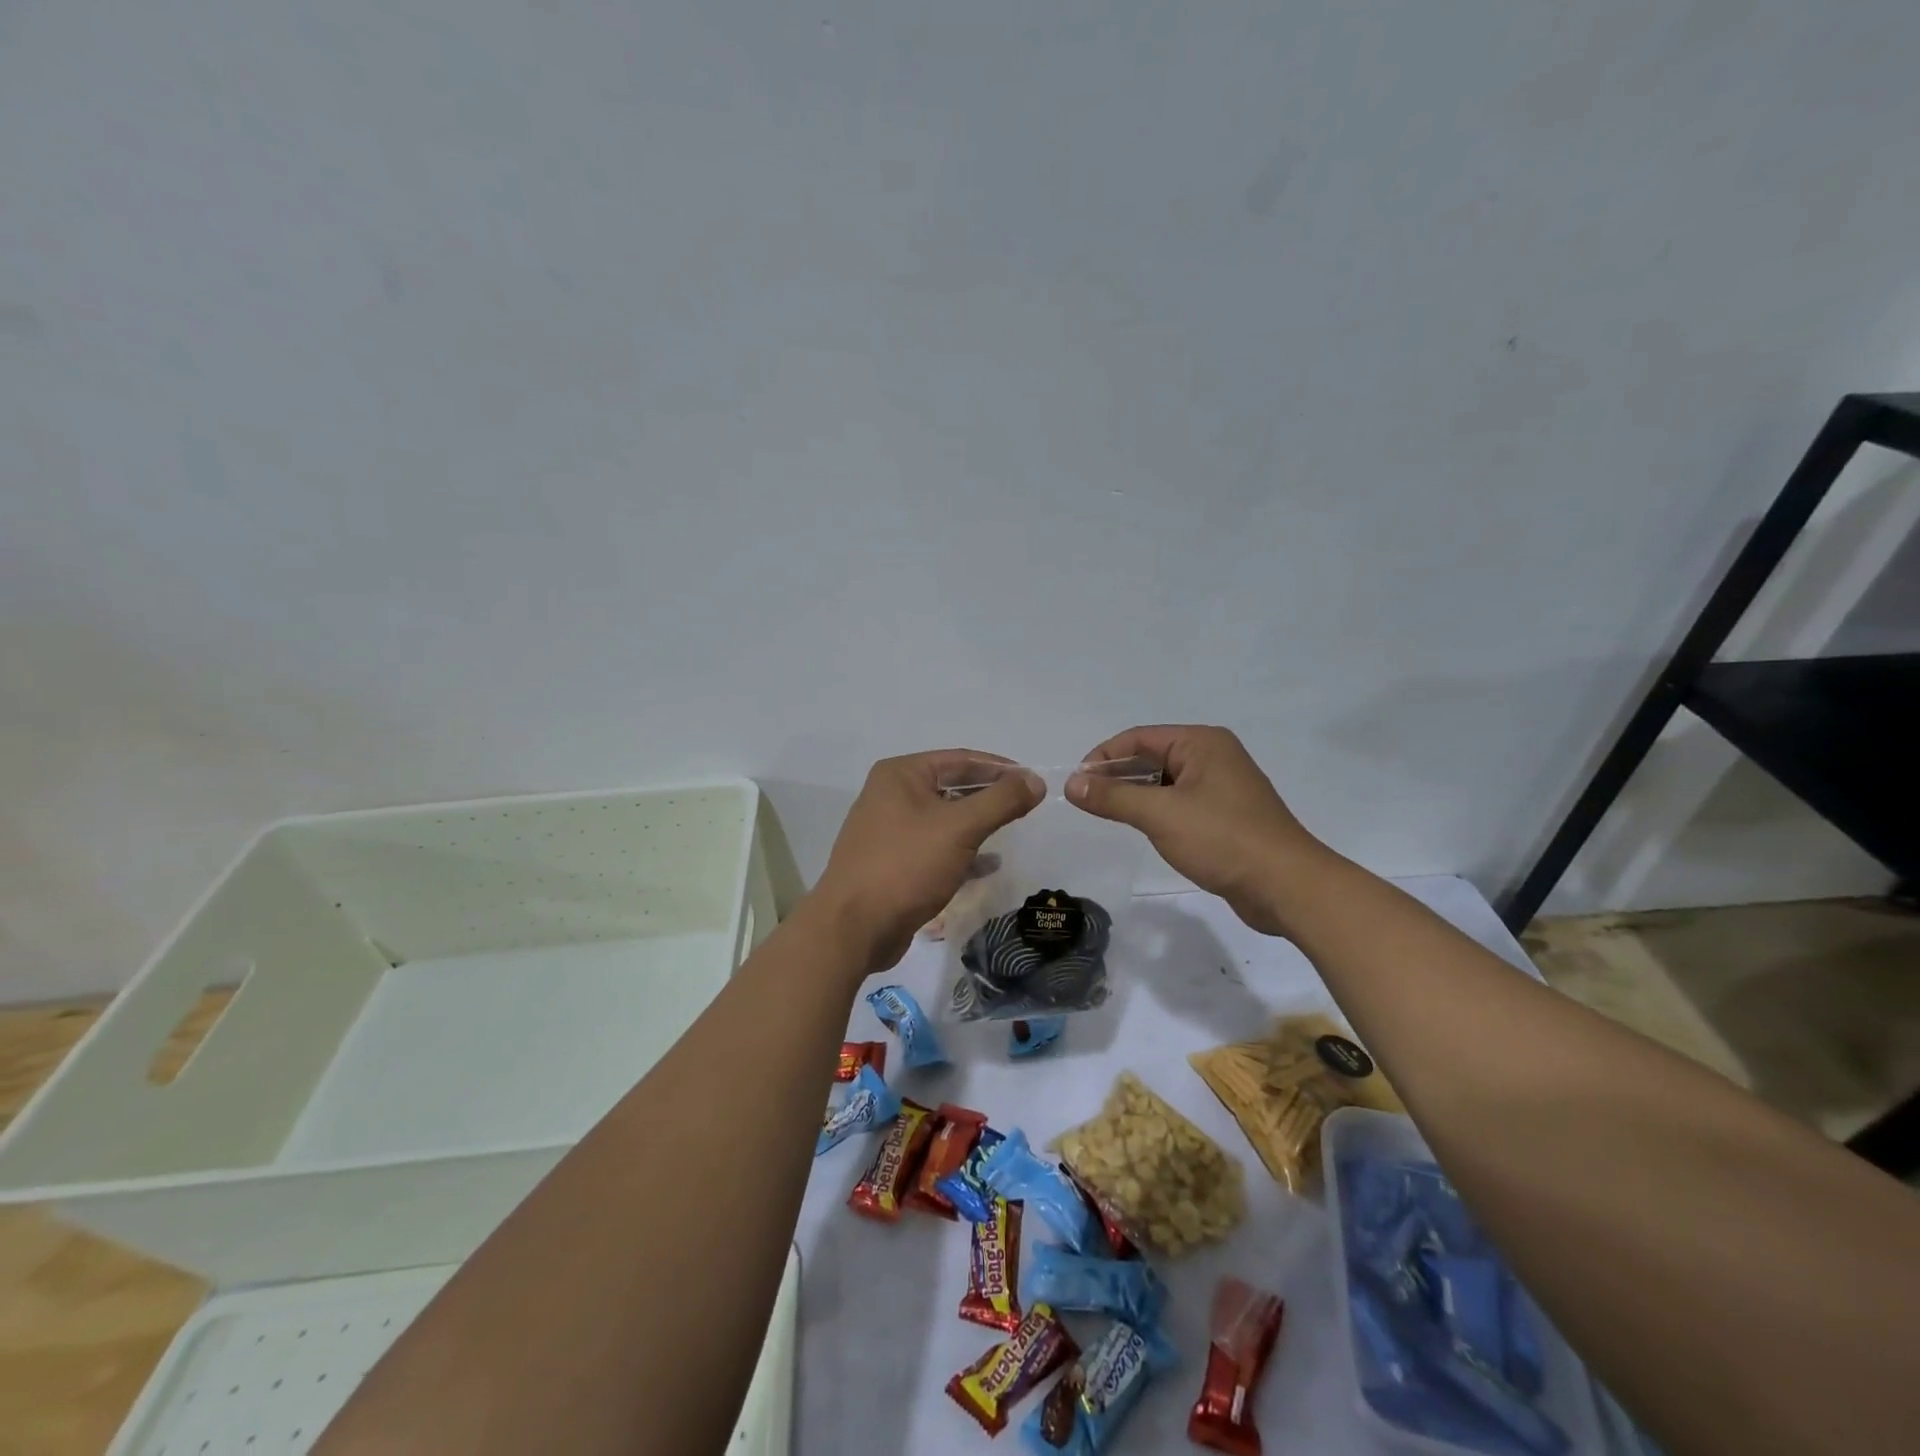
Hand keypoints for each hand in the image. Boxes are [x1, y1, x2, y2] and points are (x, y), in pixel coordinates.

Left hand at [807, 751, 1042, 976]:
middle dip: (989, 795)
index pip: (961, 759)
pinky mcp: (894, 863)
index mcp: (901, 775)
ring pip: (945, 819)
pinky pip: (936, 848)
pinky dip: (962, 852)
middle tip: (1027, 804)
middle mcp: (891, 795)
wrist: (853, 927)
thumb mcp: (960, 828)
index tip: (1033, 779)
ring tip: (1013, 829)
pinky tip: (990, 865)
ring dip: (978, 824)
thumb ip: (1001, 801)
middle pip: (952, 786)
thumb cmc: (906, 865)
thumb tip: (1035, 780)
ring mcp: (890, 831)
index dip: (1000, 767)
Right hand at [1068, 725, 1326, 936]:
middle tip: (1085, 801)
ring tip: (1105, 814)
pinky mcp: (1226, 817)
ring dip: (1135, 795)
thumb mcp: (1160, 814)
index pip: (1139, 738)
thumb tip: (1071, 783)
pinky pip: (1180, 804)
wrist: (1287, 887)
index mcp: (1201, 743)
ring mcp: (1222, 788)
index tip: (1076, 783)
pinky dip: (1156, 811)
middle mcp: (1213, 757)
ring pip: (1165, 783)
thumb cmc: (1223, 839)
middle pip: (1152, 757)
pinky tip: (1140, 828)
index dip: (1103, 757)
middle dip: (1117, 776)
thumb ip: (1113, 796)